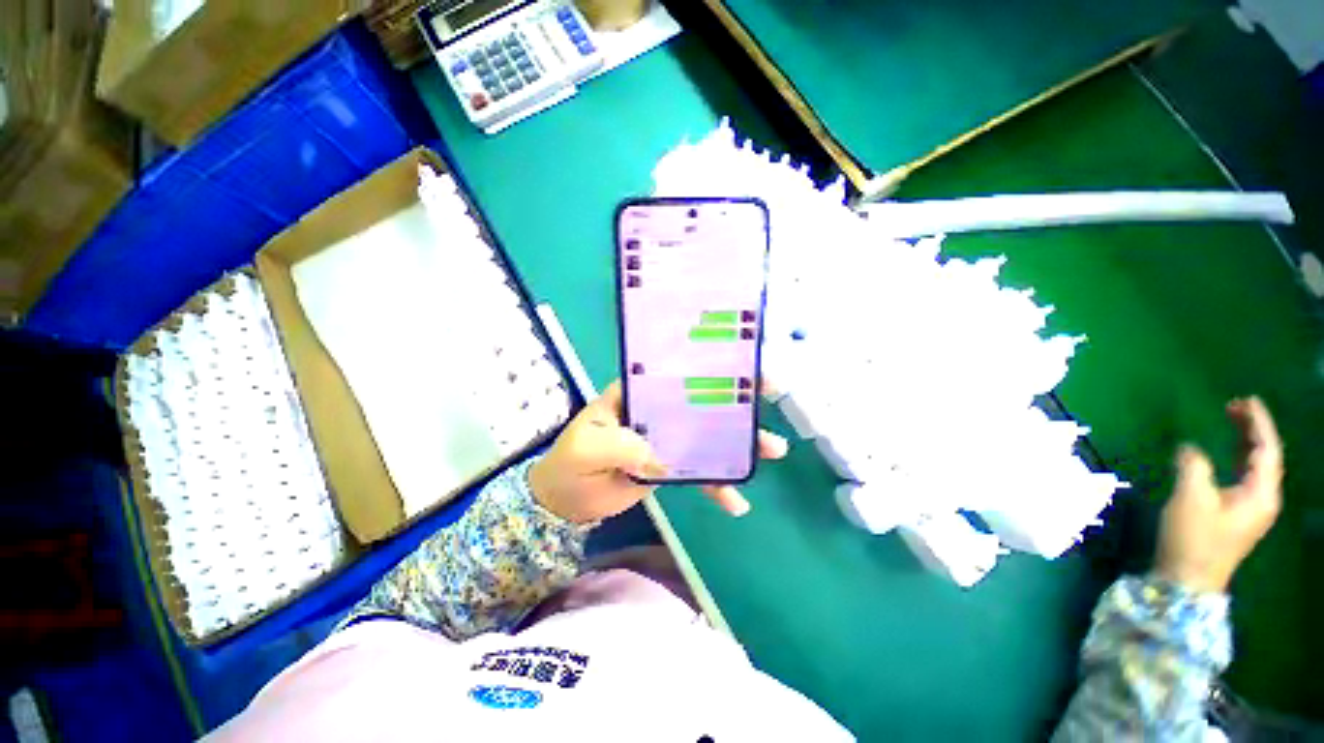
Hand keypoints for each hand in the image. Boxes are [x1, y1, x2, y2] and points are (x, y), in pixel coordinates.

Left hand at [529, 381, 788, 523]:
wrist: (564, 503)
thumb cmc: (569, 465)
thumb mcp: (587, 448)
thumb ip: (621, 445)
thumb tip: (664, 458)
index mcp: (637, 393)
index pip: (677, 373)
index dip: (711, 368)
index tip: (747, 369)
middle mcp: (656, 410)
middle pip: (702, 401)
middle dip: (739, 401)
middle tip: (772, 398)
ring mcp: (666, 438)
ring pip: (708, 436)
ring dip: (740, 444)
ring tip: (773, 451)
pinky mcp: (670, 465)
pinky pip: (700, 472)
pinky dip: (718, 485)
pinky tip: (737, 502)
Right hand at [1155, 396, 1283, 593]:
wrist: (1187, 580)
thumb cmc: (1193, 538)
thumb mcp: (1191, 498)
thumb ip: (1193, 465)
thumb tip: (1189, 447)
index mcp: (1261, 493)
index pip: (1267, 449)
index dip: (1258, 423)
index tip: (1244, 400)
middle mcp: (1263, 498)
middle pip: (1265, 456)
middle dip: (1252, 429)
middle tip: (1232, 407)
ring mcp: (1251, 508)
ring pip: (1256, 466)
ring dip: (1244, 442)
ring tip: (1229, 422)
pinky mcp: (1237, 514)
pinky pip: (1245, 476)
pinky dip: (1237, 458)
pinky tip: (1225, 454)